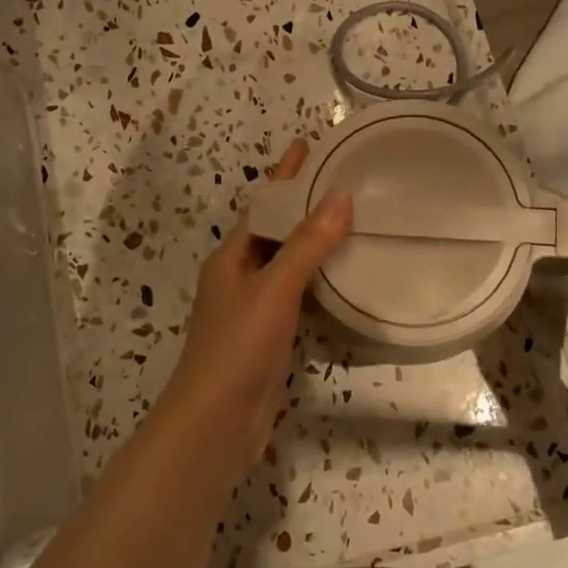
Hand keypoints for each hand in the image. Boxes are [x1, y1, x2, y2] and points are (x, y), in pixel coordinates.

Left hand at [156, 139, 352, 475]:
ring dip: (313, 242)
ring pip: (286, 264)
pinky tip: (342, 277)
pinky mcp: (269, 337)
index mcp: (232, 258)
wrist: (217, 422)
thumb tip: (341, 196)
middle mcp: (239, 277)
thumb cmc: (238, 346)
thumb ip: (308, 245)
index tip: (308, 145)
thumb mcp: (274, 288)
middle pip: (275, 231)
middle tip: (342, 181)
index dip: (285, 176)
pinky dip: (317, 280)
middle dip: (303, 205)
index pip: (263, 205)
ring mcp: (253, 309)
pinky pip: (297, 295)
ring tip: (350, 221)